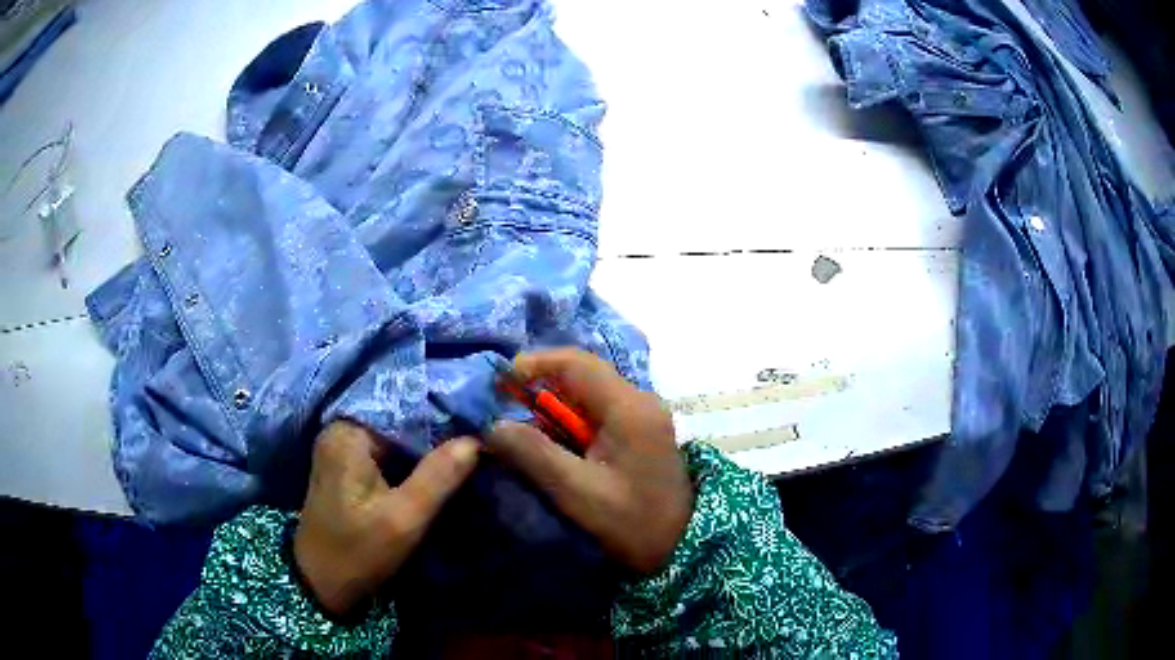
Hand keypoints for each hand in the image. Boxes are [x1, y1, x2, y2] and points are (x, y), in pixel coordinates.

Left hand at [293, 421, 478, 616]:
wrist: (321, 584)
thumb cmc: (358, 552)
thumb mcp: (403, 519)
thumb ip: (439, 477)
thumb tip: (476, 440)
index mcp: (348, 433)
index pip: (406, 411)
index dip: (445, 422)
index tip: (482, 432)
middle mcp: (341, 431)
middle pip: (400, 425)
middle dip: (437, 438)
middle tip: (480, 447)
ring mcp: (341, 449)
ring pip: (396, 441)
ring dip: (426, 453)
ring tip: (467, 458)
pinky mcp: (346, 468)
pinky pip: (386, 455)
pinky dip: (411, 464)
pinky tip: (438, 472)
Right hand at [487, 349, 692, 574]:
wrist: (680, 547)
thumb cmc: (631, 522)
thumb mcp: (577, 492)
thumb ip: (534, 454)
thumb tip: (493, 425)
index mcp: (629, 407)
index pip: (576, 363)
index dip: (534, 364)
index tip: (499, 384)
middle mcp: (639, 400)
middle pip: (582, 376)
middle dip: (540, 389)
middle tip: (505, 410)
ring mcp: (643, 415)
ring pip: (588, 395)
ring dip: (553, 409)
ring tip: (522, 431)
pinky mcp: (640, 432)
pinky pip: (598, 413)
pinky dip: (570, 423)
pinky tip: (552, 446)